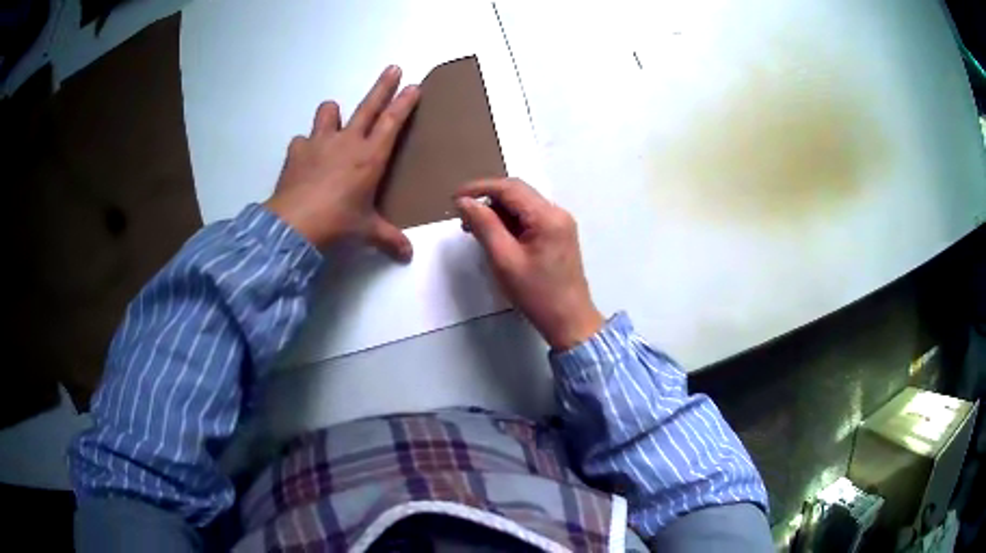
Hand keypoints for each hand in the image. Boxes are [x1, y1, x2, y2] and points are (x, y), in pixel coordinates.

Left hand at [264, 65, 419, 259]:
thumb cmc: (337, 224)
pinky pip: (302, 140)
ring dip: (334, 113)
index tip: (414, 85)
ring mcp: (319, 143)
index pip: (392, 122)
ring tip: (334, 121)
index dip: (405, 103)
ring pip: (329, 111)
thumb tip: (407, 256)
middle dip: (383, 86)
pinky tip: (305, 158)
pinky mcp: (296, 151)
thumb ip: (388, 239)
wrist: (294, 227)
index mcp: (370, 157)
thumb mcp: (366, 231)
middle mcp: (347, 142)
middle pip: (368, 105)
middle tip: (393, 69)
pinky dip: (305, 145)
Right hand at [455, 179, 603, 349]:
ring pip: (522, 205)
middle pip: (517, 193)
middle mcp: (557, 213)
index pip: (509, 188)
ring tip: (476, 230)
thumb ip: (484, 226)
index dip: (479, 188)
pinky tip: (496, 237)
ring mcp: (560, 223)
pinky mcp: (558, 234)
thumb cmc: (537, 294)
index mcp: (547, 216)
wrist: (570, 321)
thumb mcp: (504, 260)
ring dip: (497, 212)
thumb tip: (465, 202)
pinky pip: (530, 218)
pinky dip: (510, 222)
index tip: (454, 198)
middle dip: (487, 200)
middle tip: (463, 218)